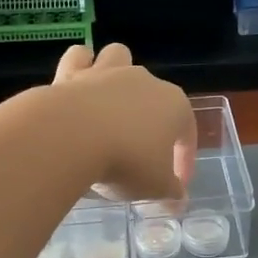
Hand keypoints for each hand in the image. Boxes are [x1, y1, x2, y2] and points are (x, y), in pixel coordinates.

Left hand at [45, 43, 195, 203]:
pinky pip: (81, 58)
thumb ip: (170, 192)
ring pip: (120, 57)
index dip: (184, 160)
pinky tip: (78, 86)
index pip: (187, 132)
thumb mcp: (155, 187)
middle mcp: (144, 81)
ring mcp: (107, 73)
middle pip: (154, 95)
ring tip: (111, 103)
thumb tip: (179, 201)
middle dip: (150, 120)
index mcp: (174, 105)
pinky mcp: (72, 73)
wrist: (71, 137)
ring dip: (119, 74)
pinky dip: (81, 67)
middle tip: (139, 153)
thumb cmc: (125, 161)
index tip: (175, 185)